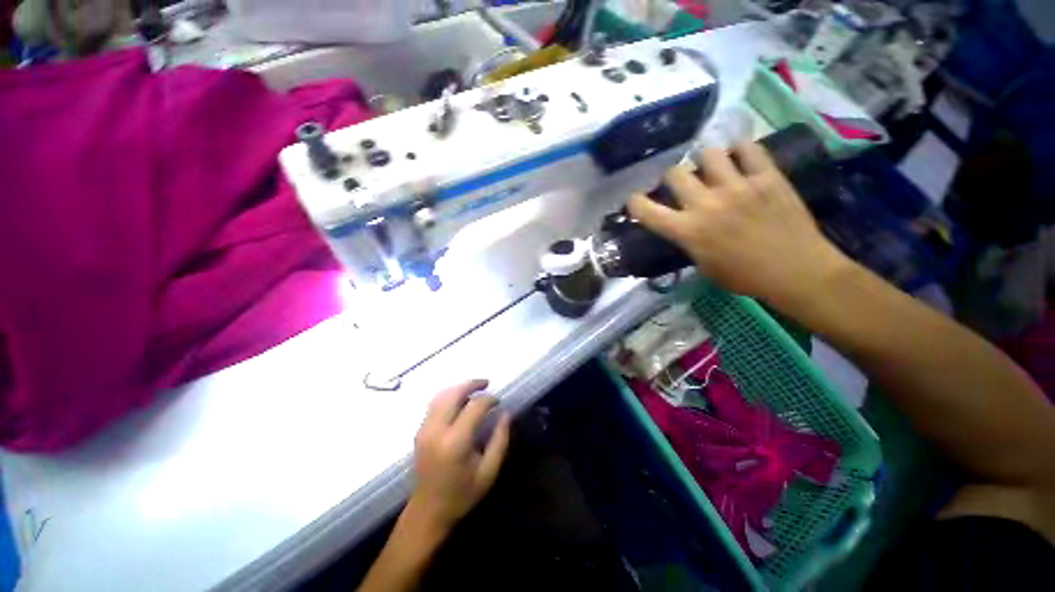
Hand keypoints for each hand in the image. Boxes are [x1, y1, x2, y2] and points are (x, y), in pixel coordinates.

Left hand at [409, 380, 510, 533]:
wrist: (427, 512)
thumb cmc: (462, 494)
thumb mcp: (489, 472)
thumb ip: (500, 440)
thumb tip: (506, 414)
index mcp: (455, 442)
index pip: (474, 407)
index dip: (489, 399)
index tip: (498, 402)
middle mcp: (436, 430)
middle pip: (453, 393)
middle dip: (471, 384)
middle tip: (486, 383)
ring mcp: (424, 429)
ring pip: (441, 395)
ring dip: (459, 387)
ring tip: (475, 388)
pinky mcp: (419, 431)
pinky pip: (434, 403)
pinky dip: (448, 396)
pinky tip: (460, 400)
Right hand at [628, 142, 849, 307]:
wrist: (796, 271)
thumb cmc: (744, 277)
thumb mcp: (703, 266)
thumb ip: (688, 241)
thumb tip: (682, 226)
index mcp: (687, 231)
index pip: (647, 211)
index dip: (634, 203)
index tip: (635, 201)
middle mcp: (706, 204)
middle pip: (675, 173)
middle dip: (671, 178)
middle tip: (679, 184)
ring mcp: (738, 186)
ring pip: (708, 153)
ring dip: (703, 160)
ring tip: (710, 167)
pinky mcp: (767, 176)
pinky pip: (749, 149)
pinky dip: (740, 149)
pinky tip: (739, 156)